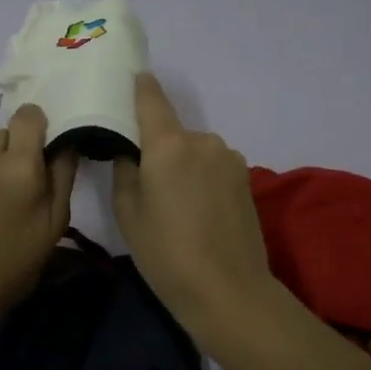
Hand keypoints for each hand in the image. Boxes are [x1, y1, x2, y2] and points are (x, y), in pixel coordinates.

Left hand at [0, 103, 77, 327]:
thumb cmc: (8, 268)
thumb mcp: (53, 228)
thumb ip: (62, 177)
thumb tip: (65, 142)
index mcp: (21, 168)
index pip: (29, 115)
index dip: (36, 127)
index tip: (38, 150)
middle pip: (5, 134)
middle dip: (13, 154)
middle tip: (12, 190)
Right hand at [111, 73, 272, 322]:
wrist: (228, 291)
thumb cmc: (166, 253)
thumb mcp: (128, 213)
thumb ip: (124, 170)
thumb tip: (129, 151)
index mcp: (168, 144)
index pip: (151, 98)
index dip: (140, 86)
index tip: (131, 79)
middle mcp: (202, 140)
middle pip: (171, 131)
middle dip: (157, 147)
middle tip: (146, 182)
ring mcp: (229, 158)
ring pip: (194, 150)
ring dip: (182, 164)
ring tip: (176, 204)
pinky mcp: (246, 177)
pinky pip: (213, 165)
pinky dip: (201, 177)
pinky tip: (199, 211)